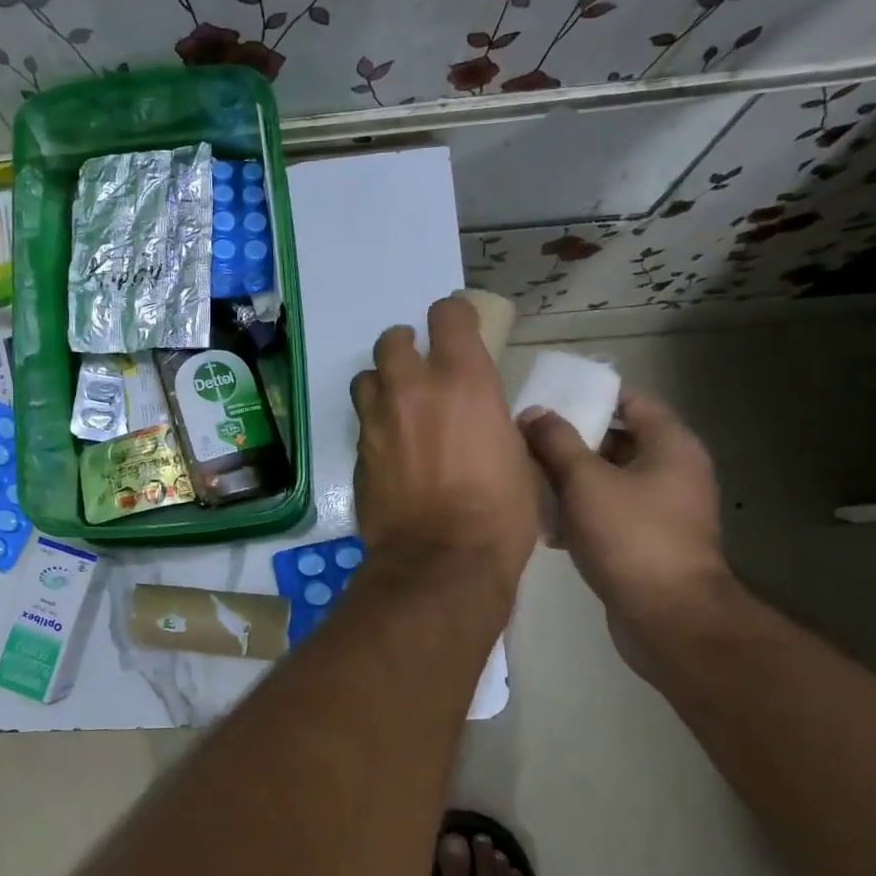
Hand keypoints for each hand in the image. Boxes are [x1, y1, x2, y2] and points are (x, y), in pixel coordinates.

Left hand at [351, 297, 539, 592]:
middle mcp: (411, 389)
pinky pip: (362, 423)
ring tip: (397, 405)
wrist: (441, 560)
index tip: (460, 329)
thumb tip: (491, 421)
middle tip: (420, 366)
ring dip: (381, 383)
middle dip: (406, 345)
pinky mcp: (357, 453)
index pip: (448, 314)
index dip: (454, 316)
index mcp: (462, 380)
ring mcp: (377, 420)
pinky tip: (390, 449)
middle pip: (391, 340)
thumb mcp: (518, 457)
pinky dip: (375, 425)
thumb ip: (495, 423)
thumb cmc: (499, 511)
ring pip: (366, 378)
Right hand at [520, 388, 734, 674]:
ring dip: (568, 476)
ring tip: (526, 476)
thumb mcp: (585, 481)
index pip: (631, 400)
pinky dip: (578, 509)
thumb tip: (534, 413)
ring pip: (607, 477)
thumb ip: (556, 442)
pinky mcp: (646, 540)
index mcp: (670, 446)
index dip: (590, 394)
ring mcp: (661, 508)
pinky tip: (544, 519)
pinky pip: (607, 510)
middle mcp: (672, 471)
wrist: (668, 619)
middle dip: (569, 438)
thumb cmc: (631, 537)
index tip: (548, 398)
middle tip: (526, 439)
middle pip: (616, 439)